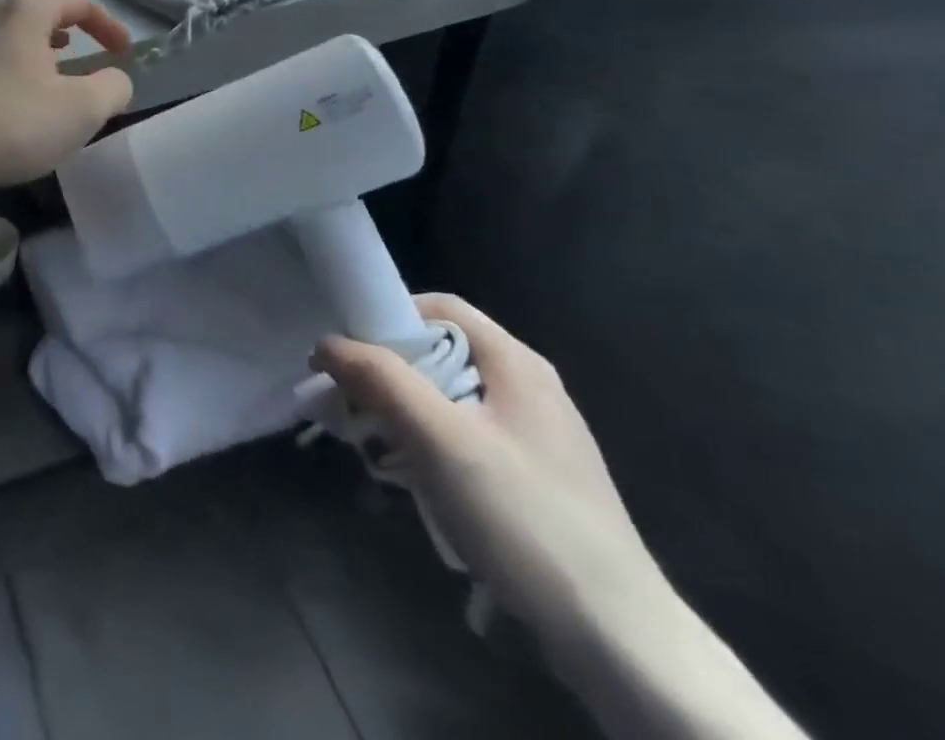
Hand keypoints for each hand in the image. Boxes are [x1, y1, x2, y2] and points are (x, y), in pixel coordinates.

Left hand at [0, 0, 134, 196]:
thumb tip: (114, 79)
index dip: (109, 24)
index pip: (78, 0)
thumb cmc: (11, 121)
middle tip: (86, 41)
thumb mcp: (81, 110)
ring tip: (56, 62)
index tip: (125, 54)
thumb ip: (112, 87)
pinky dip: (13, 54)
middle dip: (68, 17)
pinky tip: (16, 87)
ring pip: (9, 21)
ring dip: (39, 36)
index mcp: (26, 8)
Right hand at [312, 294, 669, 648]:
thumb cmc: (522, 516)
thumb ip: (381, 379)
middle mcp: (528, 387)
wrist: (618, 638)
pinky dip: (432, 447)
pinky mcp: (535, 478)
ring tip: (377, 450)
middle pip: (441, 353)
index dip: (388, 318)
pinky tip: (419, 483)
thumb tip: (326, 342)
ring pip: (450, 399)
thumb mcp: (439, 439)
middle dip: (389, 374)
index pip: (439, 307)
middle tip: (352, 406)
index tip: (351, 354)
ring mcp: (536, 435)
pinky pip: (467, 439)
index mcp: (515, 363)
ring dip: (405, 415)